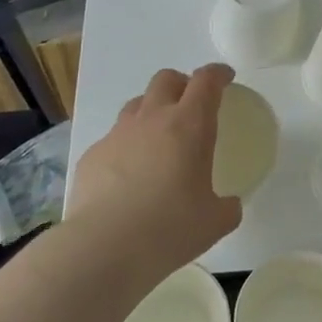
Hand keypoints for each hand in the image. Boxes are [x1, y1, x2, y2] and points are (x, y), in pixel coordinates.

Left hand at [68, 64, 242, 275]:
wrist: (103, 248)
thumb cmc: (169, 228)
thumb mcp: (214, 222)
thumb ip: (227, 207)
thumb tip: (229, 205)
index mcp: (189, 125)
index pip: (206, 81)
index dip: (218, 74)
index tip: (226, 78)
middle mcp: (152, 119)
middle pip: (167, 79)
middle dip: (182, 83)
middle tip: (192, 104)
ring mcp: (118, 135)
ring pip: (136, 104)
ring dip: (152, 110)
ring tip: (159, 137)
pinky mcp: (92, 156)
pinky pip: (113, 138)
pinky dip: (126, 146)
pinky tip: (128, 175)